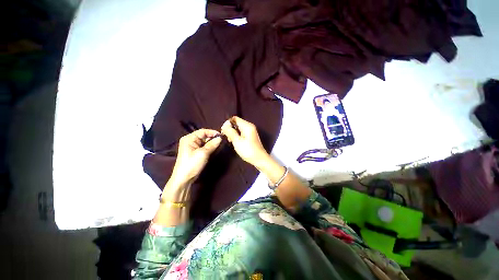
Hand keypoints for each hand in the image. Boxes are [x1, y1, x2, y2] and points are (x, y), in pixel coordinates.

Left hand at [169, 129, 221, 187]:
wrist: (184, 179)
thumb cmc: (192, 164)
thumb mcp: (203, 153)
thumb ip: (212, 144)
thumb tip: (220, 138)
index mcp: (189, 138)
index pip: (203, 131)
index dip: (213, 132)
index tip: (222, 135)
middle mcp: (190, 140)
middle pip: (204, 136)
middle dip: (213, 138)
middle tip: (222, 140)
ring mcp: (192, 146)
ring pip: (205, 141)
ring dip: (212, 142)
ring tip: (220, 144)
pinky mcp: (195, 152)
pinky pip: (204, 146)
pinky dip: (209, 147)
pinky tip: (215, 148)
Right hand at [221, 116, 268, 167]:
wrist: (259, 159)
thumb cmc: (248, 150)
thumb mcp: (237, 141)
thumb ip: (230, 132)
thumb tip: (225, 125)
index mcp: (247, 125)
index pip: (234, 118)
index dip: (227, 123)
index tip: (223, 131)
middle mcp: (249, 126)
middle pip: (236, 123)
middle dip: (230, 129)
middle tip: (227, 137)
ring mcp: (250, 132)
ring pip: (238, 129)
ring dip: (233, 133)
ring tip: (230, 141)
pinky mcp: (250, 137)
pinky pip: (241, 133)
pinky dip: (237, 136)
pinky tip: (234, 142)